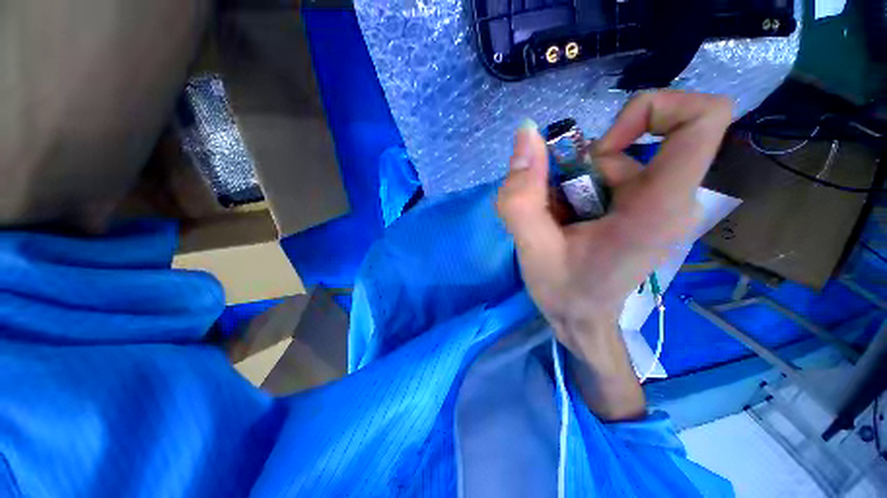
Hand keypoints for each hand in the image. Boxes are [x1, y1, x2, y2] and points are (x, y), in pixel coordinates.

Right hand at [497, 91, 731, 359]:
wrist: (583, 322)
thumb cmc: (564, 293)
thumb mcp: (531, 247)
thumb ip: (521, 195)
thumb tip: (525, 133)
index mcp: (658, 207)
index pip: (704, 118)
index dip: (652, 110)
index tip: (600, 148)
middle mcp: (672, 199)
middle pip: (636, 142)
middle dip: (582, 166)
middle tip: (556, 205)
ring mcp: (659, 204)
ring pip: (614, 161)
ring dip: (573, 183)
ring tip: (556, 222)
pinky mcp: (644, 210)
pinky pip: (610, 177)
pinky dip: (578, 190)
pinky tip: (565, 222)